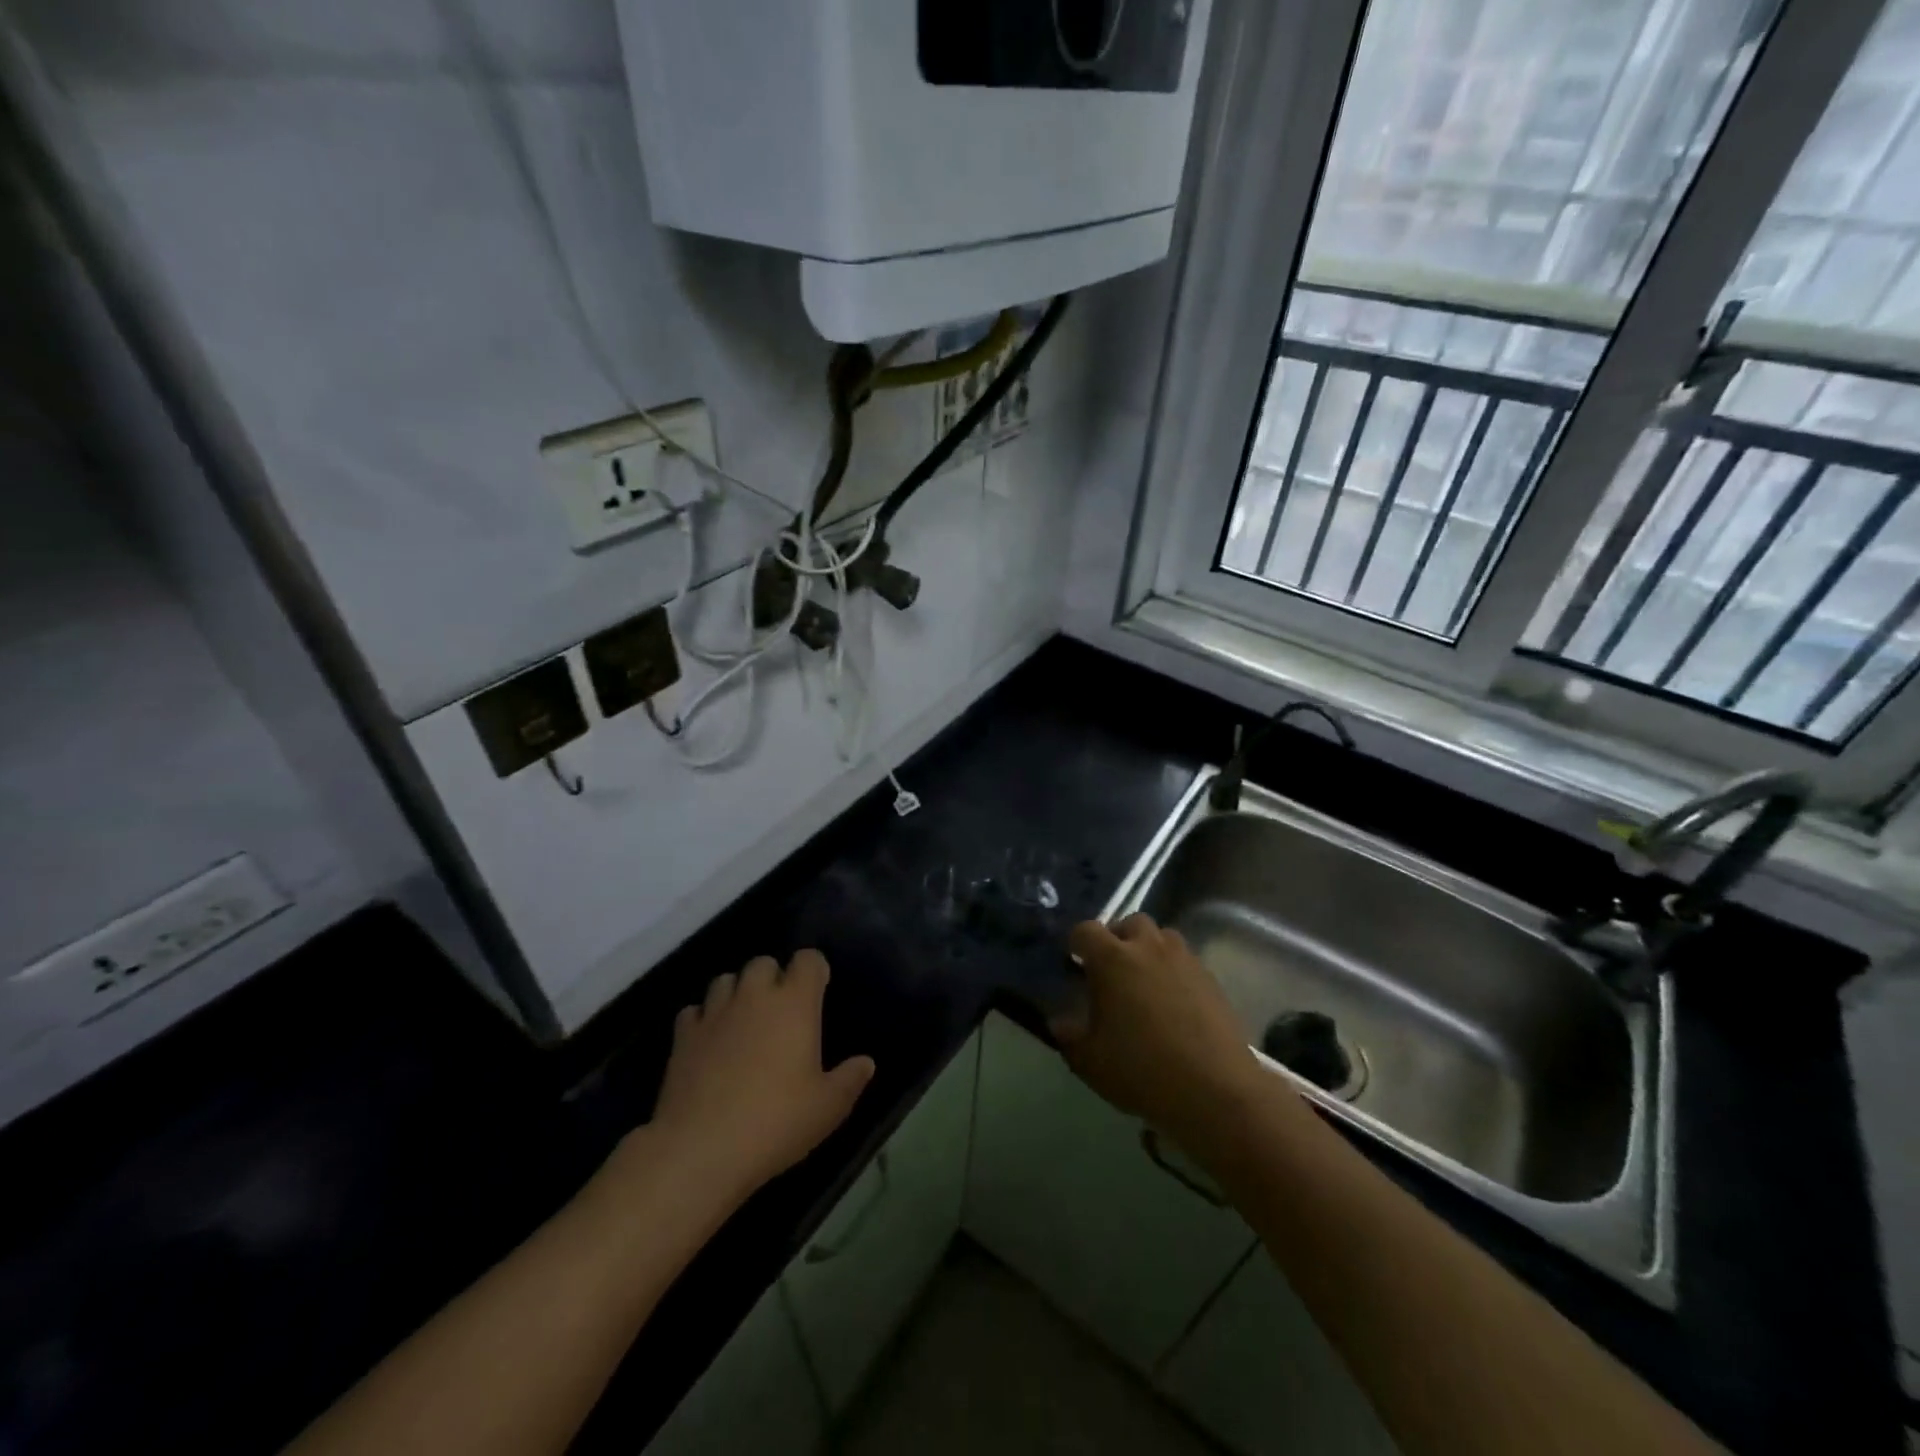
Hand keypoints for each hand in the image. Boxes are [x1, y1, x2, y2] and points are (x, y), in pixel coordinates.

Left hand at [644, 950, 875, 1205]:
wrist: (700, 1149)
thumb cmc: (776, 1122)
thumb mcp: (828, 1108)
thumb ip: (850, 1079)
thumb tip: (866, 1062)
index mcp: (795, 1003)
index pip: (808, 960)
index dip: (814, 970)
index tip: (818, 991)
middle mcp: (754, 996)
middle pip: (763, 963)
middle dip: (773, 977)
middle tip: (780, 1010)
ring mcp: (714, 1013)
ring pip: (725, 980)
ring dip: (737, 992)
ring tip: (744, 1021)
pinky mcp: (682, 1036)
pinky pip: (694, 1011)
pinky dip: (703, 1019)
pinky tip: (709, 1042)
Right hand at [1051, 914, 1270, 1141]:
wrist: (1215, 1090)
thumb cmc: (1142, 1070)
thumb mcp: (1090, 1061)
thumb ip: (1069, 1036)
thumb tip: (1060, 1022)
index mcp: (1112, 959)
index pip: (1085, 930)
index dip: (1076, 943)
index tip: (1074, 963)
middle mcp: (1149, 948)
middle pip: (1130, 923)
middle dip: (1118, 939)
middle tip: (1112, 970)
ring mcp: (1184, 960)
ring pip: (1162, 938)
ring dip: (1149, 951)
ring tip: (1144, 983)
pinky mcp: (1211, 979)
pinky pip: (1185, 961)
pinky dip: (1174, 972)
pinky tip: (1173, 1003)